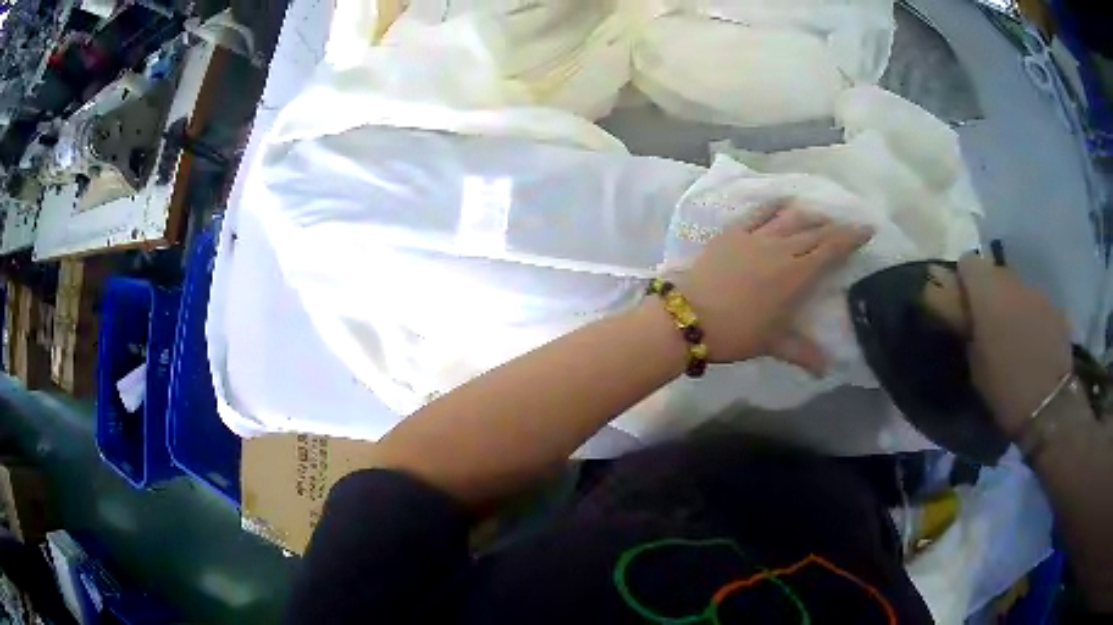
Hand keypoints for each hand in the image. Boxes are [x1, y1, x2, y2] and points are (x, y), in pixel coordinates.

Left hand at [681, 203, 872, 371]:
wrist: (689, 316)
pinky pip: (758, 212)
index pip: (831, 249)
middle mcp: (781, 248)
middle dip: (834, 226)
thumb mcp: (773, 343)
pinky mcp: (733, 232)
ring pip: (790, 217)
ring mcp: (756, 236)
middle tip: (846, 224)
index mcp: (797, 274)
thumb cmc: (736, 333)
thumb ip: (803, 353)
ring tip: (819, 214)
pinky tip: (781, 204)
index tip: (866, 228)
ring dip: (808, 214)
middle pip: (814, 230)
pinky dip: (774, 207)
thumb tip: (827, 370)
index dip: (851, 237)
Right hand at [957, 253, 1073, 436]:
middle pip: (995, 273)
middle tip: (987, 325)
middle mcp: (1013, 281)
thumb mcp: (975, 367)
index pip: (967, 262)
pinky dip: (1031, 318)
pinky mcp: (1055, 308)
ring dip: (1012, 305)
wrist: (1050, 405)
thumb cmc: (1006, 389)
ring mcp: (1038, 293)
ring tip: (1013, 337)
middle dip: (990, 294)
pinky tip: (1032, 344)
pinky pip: (1036, 305)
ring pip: (1018, 289)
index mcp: (987, 292)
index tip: (962, 304)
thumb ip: (970, 332)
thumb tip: (967, 320)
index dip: (963, 281)